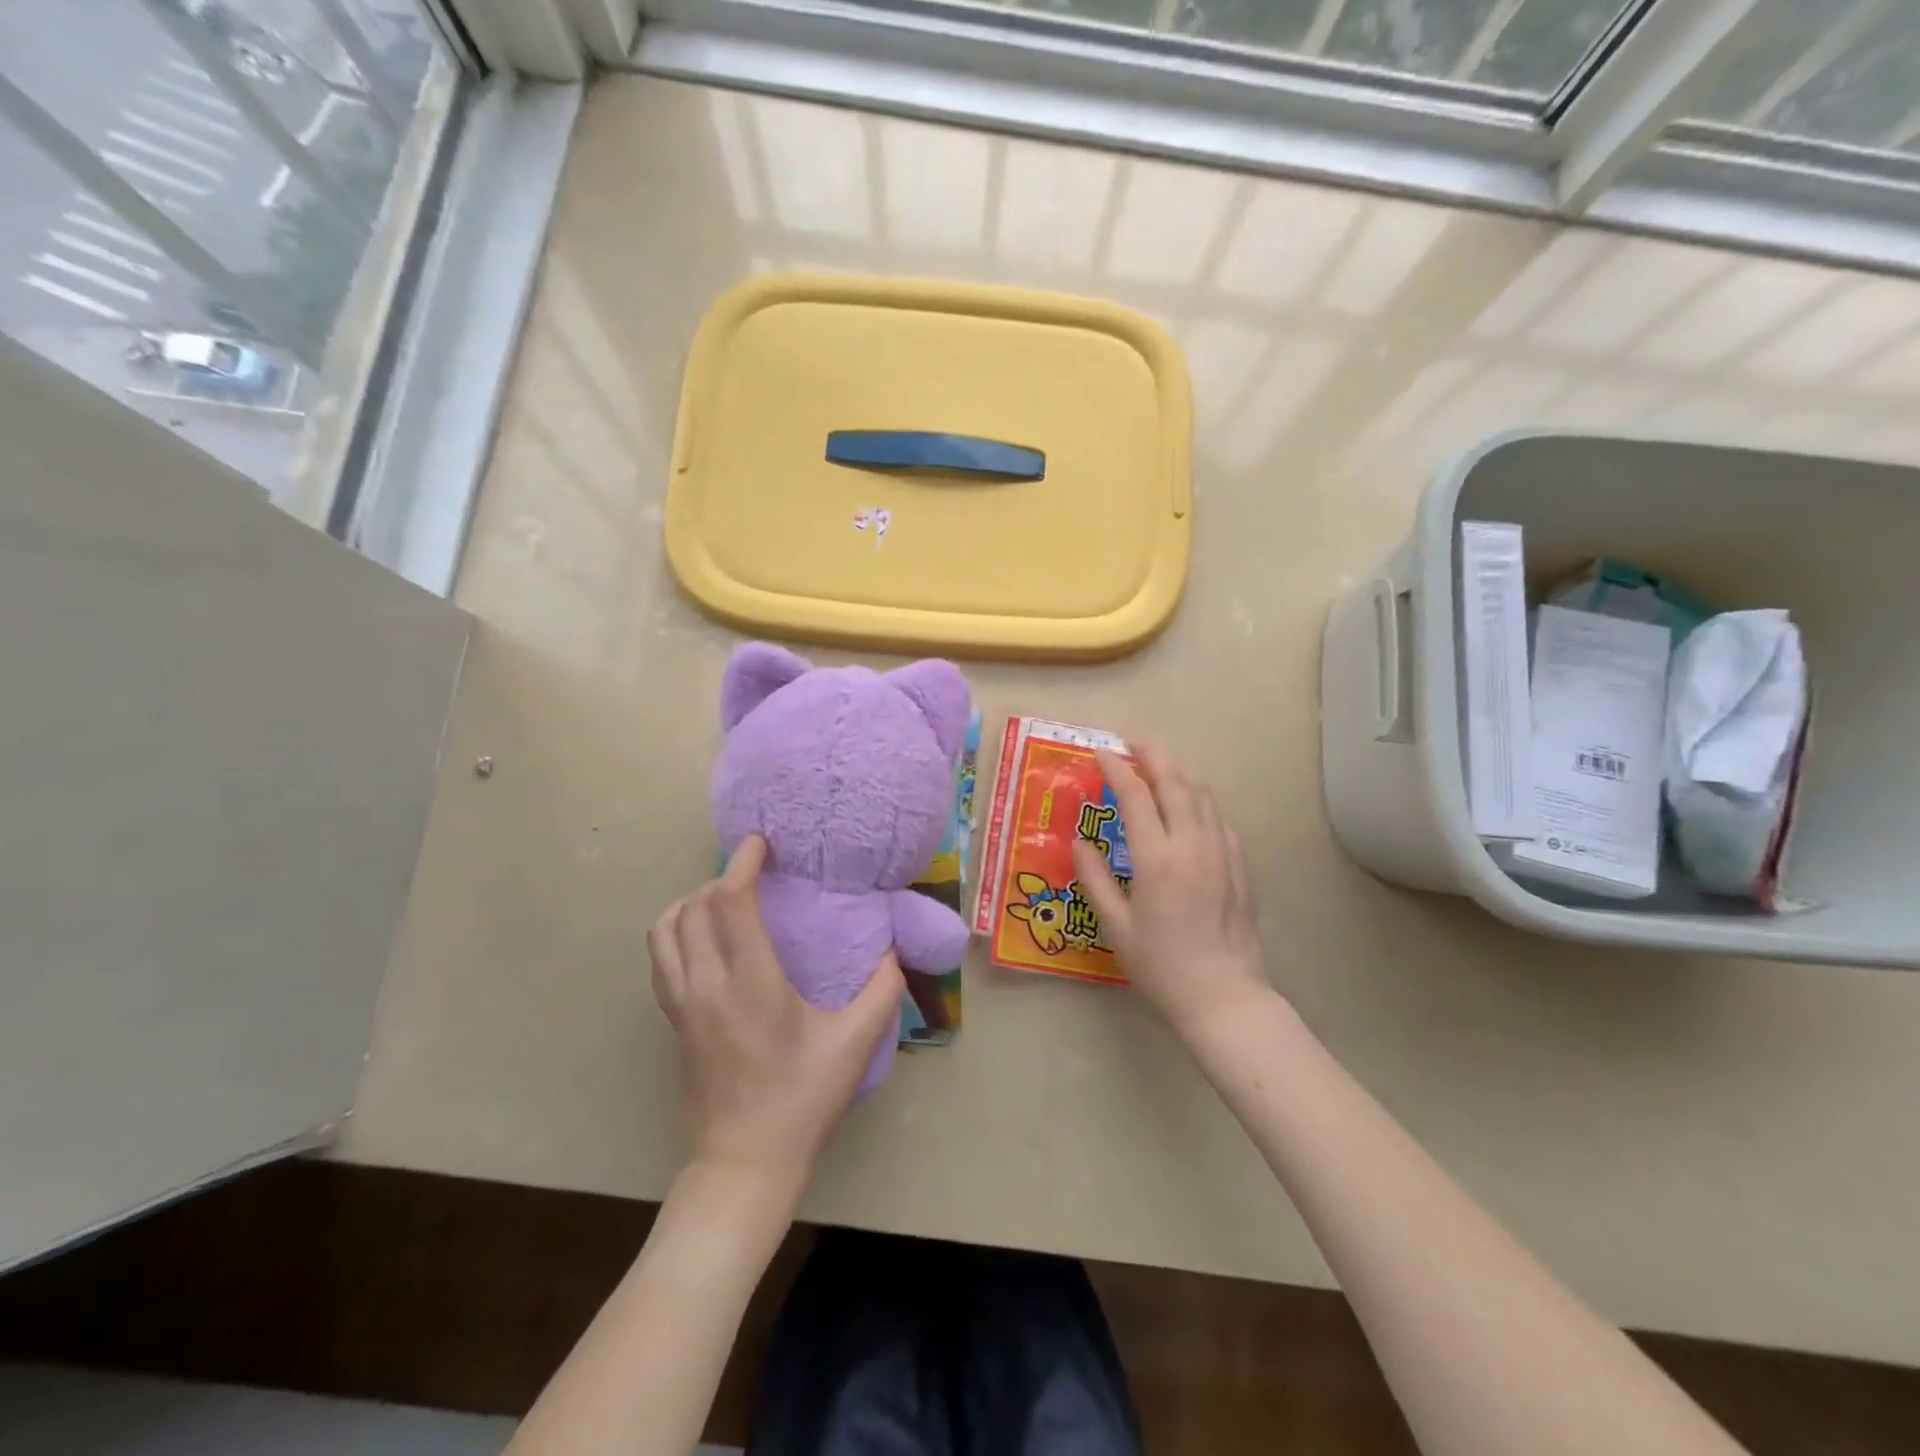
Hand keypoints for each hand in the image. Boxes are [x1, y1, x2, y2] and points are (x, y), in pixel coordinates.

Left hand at [648, 836, 903, 1184]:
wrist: (744, 1166)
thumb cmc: (802, 1101)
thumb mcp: (855, 1044)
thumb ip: (883, 991)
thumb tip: (894, 952)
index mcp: (750, 985)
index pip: (730, 904)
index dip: (742, 865)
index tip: (760, 845)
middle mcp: (706, 987)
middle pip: (693, 907)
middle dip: (722, 880)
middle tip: (754, 875)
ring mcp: (681, 1006)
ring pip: (664, 931)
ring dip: (691, 903)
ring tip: (725, 902)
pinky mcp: (672, 1023)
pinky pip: (661, 958)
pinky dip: (676, 931)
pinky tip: (706, 940)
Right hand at [1071, 740, 1271, 1039]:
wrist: (1222, 995)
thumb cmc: (1160, 965)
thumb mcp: (1115, 926)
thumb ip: (1094, 879)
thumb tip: (1079, 843)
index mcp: (1157, 858)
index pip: (1136, 796)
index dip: (1117, 769)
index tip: (1100, 753)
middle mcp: (1192, 844)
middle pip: (1175, 783)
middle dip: (1153, 755)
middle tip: (1132, 742)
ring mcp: (1221, 853)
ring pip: (1201, 795)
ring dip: (1178, 774)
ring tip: (1157, 768)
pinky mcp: (1238, 866)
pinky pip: (1218, 819)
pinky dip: (1199, 801)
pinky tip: (1188, 809)